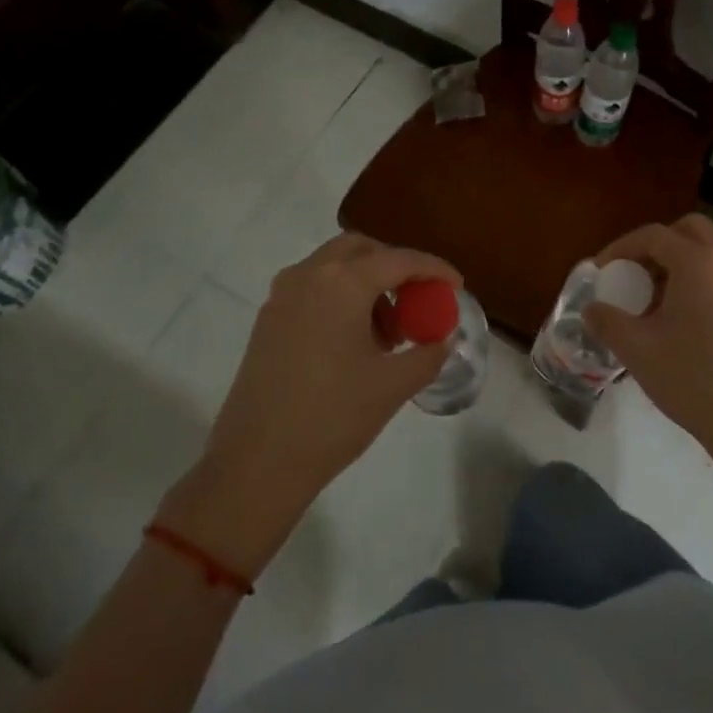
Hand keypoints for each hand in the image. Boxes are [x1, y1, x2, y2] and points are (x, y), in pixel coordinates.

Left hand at [160, 233, 460, 577]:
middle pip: (361, 249)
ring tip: (388, 333)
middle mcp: (309, 275)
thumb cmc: (332, 417)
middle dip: (394, 267)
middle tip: (417, 300)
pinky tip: (354, 342)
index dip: (434, 269)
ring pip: (333, 267)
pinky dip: (340, 298)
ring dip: (367, 284)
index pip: (400, 260)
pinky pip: (313, 289)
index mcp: (342, 283)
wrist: (256, 463)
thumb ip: (427, 353)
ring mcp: (282, 295)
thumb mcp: (393, 385)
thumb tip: (442, 337)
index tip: (456, 286)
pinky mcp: (267, 319)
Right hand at [584, 214, 712, 523]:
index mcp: (698, 263)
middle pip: (688, 230)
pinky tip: (681, 319)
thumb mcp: (637, 349)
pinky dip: (698, 280)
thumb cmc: (692, 379)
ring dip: (678, 262)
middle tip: (633, 272)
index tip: (601, 271)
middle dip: (656, 244)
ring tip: (652, 299)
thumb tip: (591, 310)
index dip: (621, 247)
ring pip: (709, 252)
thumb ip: (607, 321)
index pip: (653, 235)